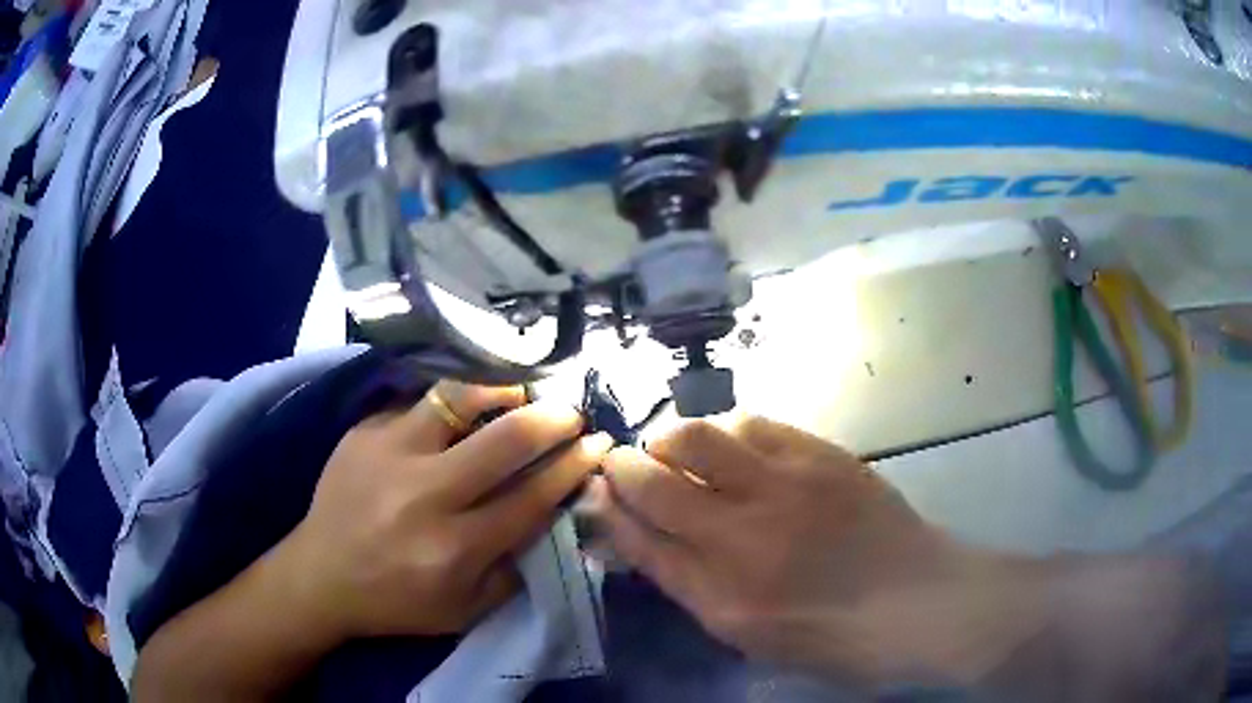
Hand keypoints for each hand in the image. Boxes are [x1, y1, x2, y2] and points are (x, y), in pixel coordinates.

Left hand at [277, 381, 612, 639]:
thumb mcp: (465, 611)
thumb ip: (514, 570)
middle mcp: (424, 495)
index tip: (597, 444)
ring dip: (502, 391)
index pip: (531, 497)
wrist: (320, 575)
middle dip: (552, 419)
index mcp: (454, 548)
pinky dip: (451, 404)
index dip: (572, 466)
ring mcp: (388, 454)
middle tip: (571, 412)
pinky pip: (419, 403)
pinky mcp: (364, 431)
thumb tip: (554, 518)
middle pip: (504, 440)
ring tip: (521, 391)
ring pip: (458, 399)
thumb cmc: (397, 601)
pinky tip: (463, 411)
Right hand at [584, 417, 955, 684]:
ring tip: (683, 452)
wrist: (915, 602)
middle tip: (629, 463)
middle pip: (655, 477)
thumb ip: (688, 582)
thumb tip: (640, 536)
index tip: (597, 488)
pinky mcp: (821, 453)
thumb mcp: (746, 633)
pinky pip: (755, 421)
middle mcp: (744, 534)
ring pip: (699, 435)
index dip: (608, 506)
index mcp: (722, 594)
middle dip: (626, 463)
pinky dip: (727, 429)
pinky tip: (733, 443)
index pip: (638, 536)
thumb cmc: (828, 635)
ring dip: (674, 439)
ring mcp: (786, 484)